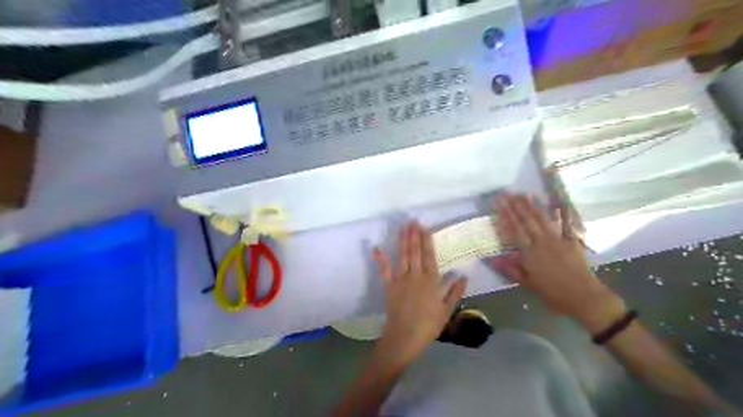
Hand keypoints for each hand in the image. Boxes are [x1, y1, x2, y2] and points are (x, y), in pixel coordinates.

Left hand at [375, 222, 464, 364]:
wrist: (404, 337)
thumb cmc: (428, 326)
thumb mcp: (447, 311)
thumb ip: (455, 292)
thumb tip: (463, 276)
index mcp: (431, 281)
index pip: (429, 256)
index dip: (427, 241)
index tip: (425, 228)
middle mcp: (415, 275)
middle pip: (415, 252)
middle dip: (414, 235)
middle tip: (413, 220)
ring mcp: (400, 279)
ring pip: (402, 255)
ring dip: (403, 240)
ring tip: (403, 226)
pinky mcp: (389, 285)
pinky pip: (384, 270)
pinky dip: (380, 259)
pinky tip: (376, 248)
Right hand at [492, 193, 625, 332]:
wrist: (586, 298)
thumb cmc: (554, 294)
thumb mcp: (529, 285)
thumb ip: (512, 270)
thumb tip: (493, 259)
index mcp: (530, 254)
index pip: (515, 230)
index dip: (505, 215)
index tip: (498, 202)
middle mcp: (542, 242)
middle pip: (526, 220)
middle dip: (515, 205)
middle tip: (506, 192)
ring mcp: (558, 240)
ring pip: (542, 219)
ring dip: (531, 205)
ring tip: (522, 193)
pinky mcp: (571, 241)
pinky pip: (566, 224)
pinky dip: (561, 212)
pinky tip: (557, 202)